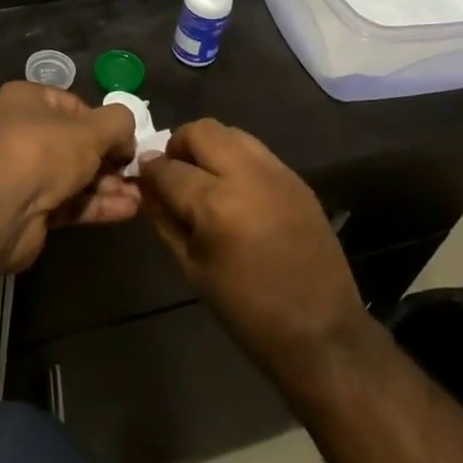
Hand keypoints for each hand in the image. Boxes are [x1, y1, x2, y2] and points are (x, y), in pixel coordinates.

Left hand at [0, 81, 140, 273]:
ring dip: (109, 185)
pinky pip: (70, 202)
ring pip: (75, 175)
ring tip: (142, 194)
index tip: (128, 140)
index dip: (105, 123)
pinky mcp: (31, 208)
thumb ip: (118, 122)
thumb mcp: (91, 128)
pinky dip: (97, 205)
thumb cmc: (43, 151)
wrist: (0, 210)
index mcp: (28, 101)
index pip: (75, 106)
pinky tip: (128, 210)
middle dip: (111, 159)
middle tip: (138, 171)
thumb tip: (128, 131)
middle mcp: (22, 133)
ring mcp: (25, 173)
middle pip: (77, 144)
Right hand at [138, 120, 370, 388]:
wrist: (320, 331)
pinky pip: (256, 151)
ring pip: (231, 133)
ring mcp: (276, 172)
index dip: (148, 172)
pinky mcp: (297, 178)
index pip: (167, 168)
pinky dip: (236, 159)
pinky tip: (234, 189)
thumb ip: (164, 220)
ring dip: (209, 147)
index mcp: (215, 204)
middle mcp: (246, 175)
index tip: (141, 178)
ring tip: (204, 177)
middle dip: (178, 146)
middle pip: (201, 131)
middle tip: (174, 173)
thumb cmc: (246, 310)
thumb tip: (145, 188)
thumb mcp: (192, 267)